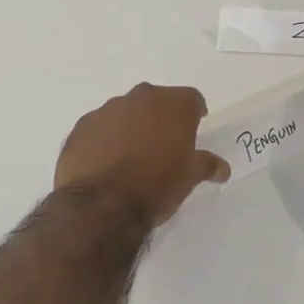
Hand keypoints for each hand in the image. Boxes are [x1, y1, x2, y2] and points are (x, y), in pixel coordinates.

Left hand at [54, 83, 228, 226]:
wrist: (102, 205)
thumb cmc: (156, 186)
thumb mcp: (189, 178)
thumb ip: (206, 165)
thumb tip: (222, 168)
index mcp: (172, 104)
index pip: (192, 99)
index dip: (194, 114)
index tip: (193, 130)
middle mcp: (140, 98)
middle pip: (156, 101)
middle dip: (161, 118)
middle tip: (163, 145)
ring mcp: (107, 110)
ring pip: (125, 112)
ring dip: (131, 127)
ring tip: (131, 157)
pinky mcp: (81, 126)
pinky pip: (100, 127)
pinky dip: (105, 139)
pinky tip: (105, 163)